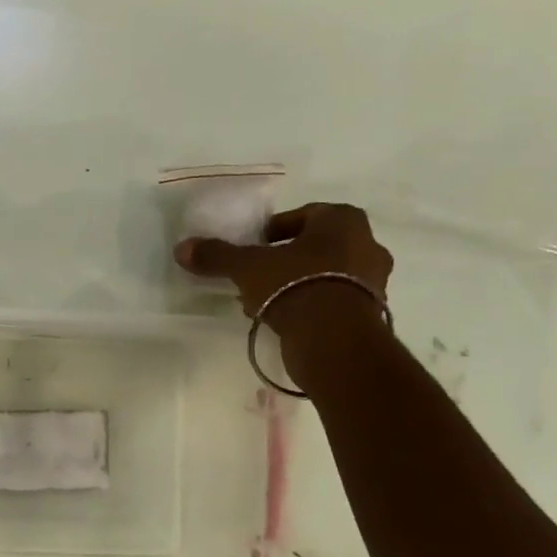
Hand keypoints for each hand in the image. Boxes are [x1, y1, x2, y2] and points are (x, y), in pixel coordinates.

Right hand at [174, 203, 392, 377]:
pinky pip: (333, 301)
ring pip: (326, 275)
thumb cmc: (295, 285)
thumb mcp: (247, 267)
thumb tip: (182, 248)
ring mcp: (374, 282)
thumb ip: (217, 255)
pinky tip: (284, 321)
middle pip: (317, 246)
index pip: (305, 215)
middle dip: (287, 259)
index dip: (277, 229)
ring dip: (298, 284)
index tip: (255, 246)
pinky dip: (311, 306)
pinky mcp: (372, 314)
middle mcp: (367, 245)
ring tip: (265, 302)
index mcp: (343, 221)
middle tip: (258, 274)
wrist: (335, 340)